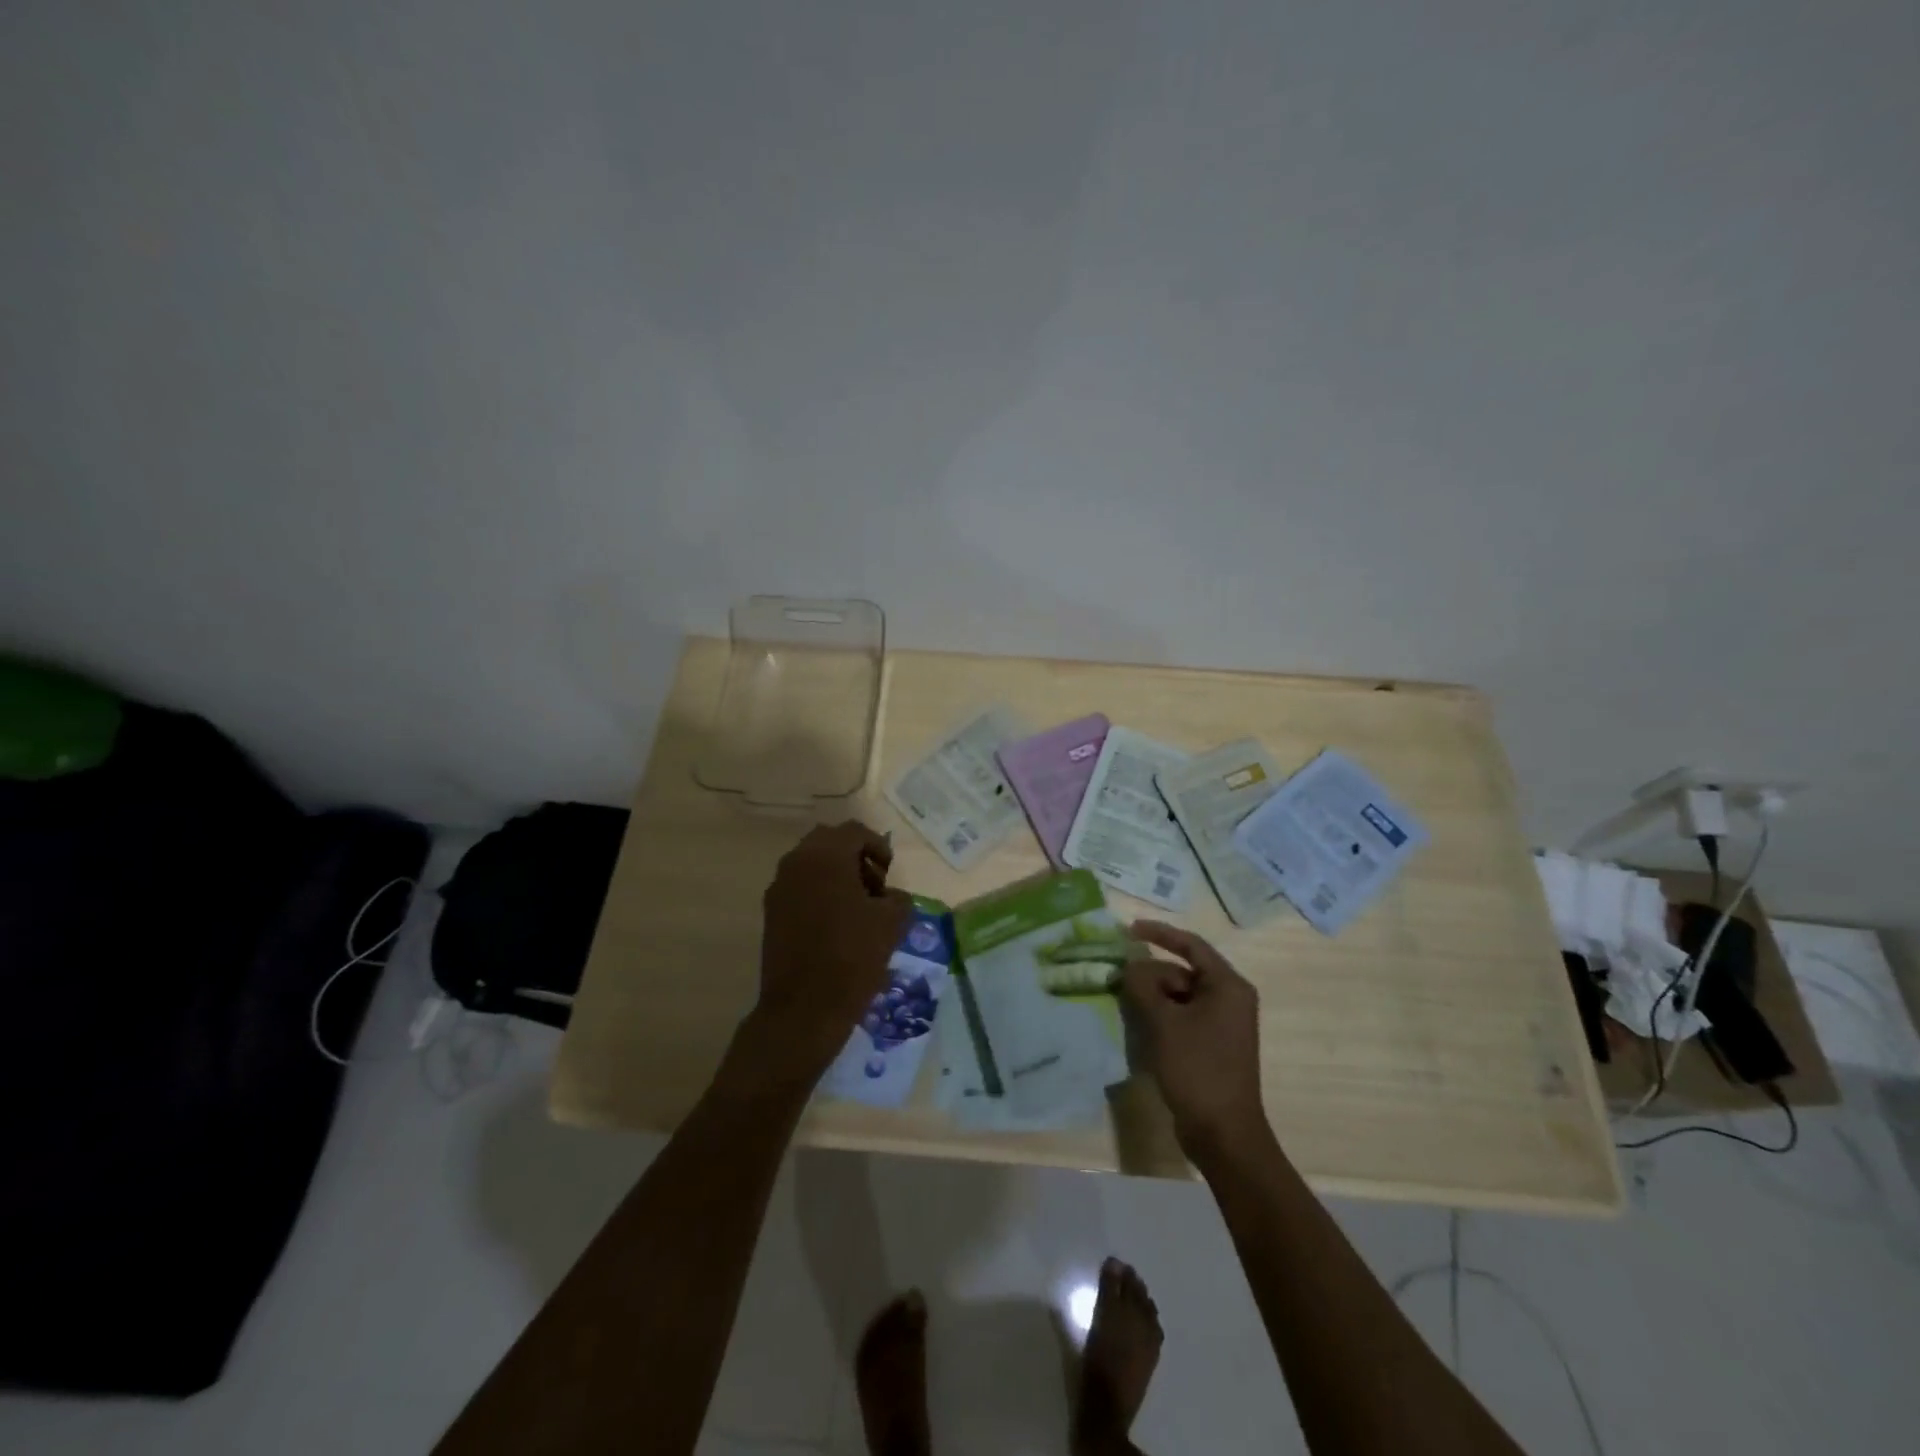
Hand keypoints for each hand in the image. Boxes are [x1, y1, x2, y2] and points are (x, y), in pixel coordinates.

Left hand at [748, 820, 913, 1080]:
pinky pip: (800, 887)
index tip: (890, 874)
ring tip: (859, 908)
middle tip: (875, 885)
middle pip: (829, 842)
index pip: (855, 832)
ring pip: (812, 864)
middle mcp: (796, 863)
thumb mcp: (891, 923)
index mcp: (825, 856)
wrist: (803, 1009)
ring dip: (837, 874)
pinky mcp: (771, 913)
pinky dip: (820, 892)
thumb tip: (890, 897)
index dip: (879, 847)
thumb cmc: (852, 957)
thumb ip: (897, 898)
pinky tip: (837, 924)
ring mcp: (779, 888)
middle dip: (855, 856)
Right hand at [1120, 922, 1268, 1162]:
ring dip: (1152, 997)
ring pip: (1180, 996)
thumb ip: (1142, 986)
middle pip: (1183, 972)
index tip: (1129, 929)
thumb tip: (1128, 967)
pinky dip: (1161, 1016)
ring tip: (1124, 1004)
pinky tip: (1139, 1026)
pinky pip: (1182, 1017)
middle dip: (1150, 974)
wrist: (1223, 1133)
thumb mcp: (1163, 1022)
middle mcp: (1230, 999)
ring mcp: (1222, 1024)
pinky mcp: (1212, 1045)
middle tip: (1118, 980)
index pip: (1191, 945)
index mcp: (1227, 986)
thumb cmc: (1197, 1069)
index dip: (1159, 933)